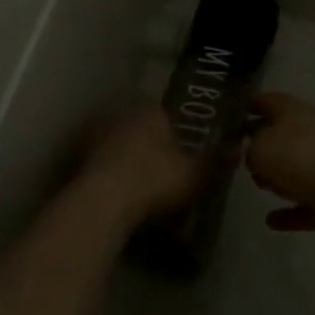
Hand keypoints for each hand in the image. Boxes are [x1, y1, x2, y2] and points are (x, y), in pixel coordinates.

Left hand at [74, 107, 205, 227]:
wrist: (101, 203)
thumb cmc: (154, 180)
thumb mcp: (195, 174)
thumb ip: (216, 161)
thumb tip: (239, 146)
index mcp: (150, 110)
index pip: (165, 112)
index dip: (174, 131)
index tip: (180, 152)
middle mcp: (120, 115)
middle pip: (138, 126)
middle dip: (148, 144)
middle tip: (161, 170)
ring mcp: (94, 136)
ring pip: (116, 144)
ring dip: (124, 159)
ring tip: (138, 186)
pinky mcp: (75, 160)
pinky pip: (98, 165)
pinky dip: (107, 176)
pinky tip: (116, 196)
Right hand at [247, 93, 314, 247]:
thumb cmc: (303, 159)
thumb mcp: (261, 147)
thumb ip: (250, 148)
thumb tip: (252, 152)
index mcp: (297, 113)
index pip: (271, 101)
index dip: (253, 104)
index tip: (235, 112)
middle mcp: (314, 135)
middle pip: (285, 136)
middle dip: (264, 145)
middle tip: (240, 157)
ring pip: (298, 169)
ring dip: (280, 177)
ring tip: (257, 185)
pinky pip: (307, 206)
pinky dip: (290, 213)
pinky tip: (271, 222)